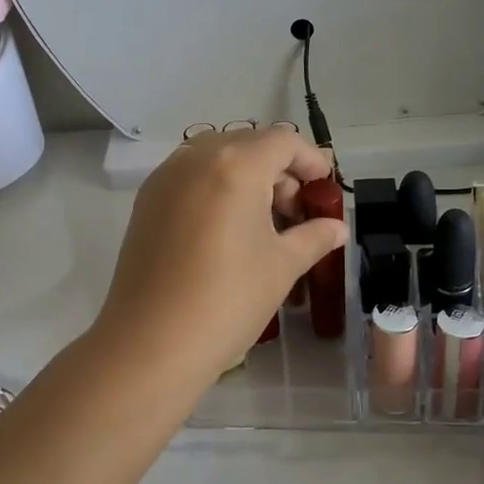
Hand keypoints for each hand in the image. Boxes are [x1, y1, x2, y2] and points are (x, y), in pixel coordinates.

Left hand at [94, 127, 345, 387]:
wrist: (151, 342)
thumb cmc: (227, 300)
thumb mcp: (282, 266)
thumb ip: (314, 237)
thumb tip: (337, 227)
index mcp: (235, 166)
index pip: (282, 141)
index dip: (310, 159)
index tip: (324, 188)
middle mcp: (195, 159)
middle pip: (247, 144)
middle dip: (278, 169)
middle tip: (295, 211)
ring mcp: (165, 178)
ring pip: (216, 157)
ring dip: (245, 176)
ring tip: (261, 222)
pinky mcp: (146, 201)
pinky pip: (190, 176)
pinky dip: (215, 186)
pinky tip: (225, 228)